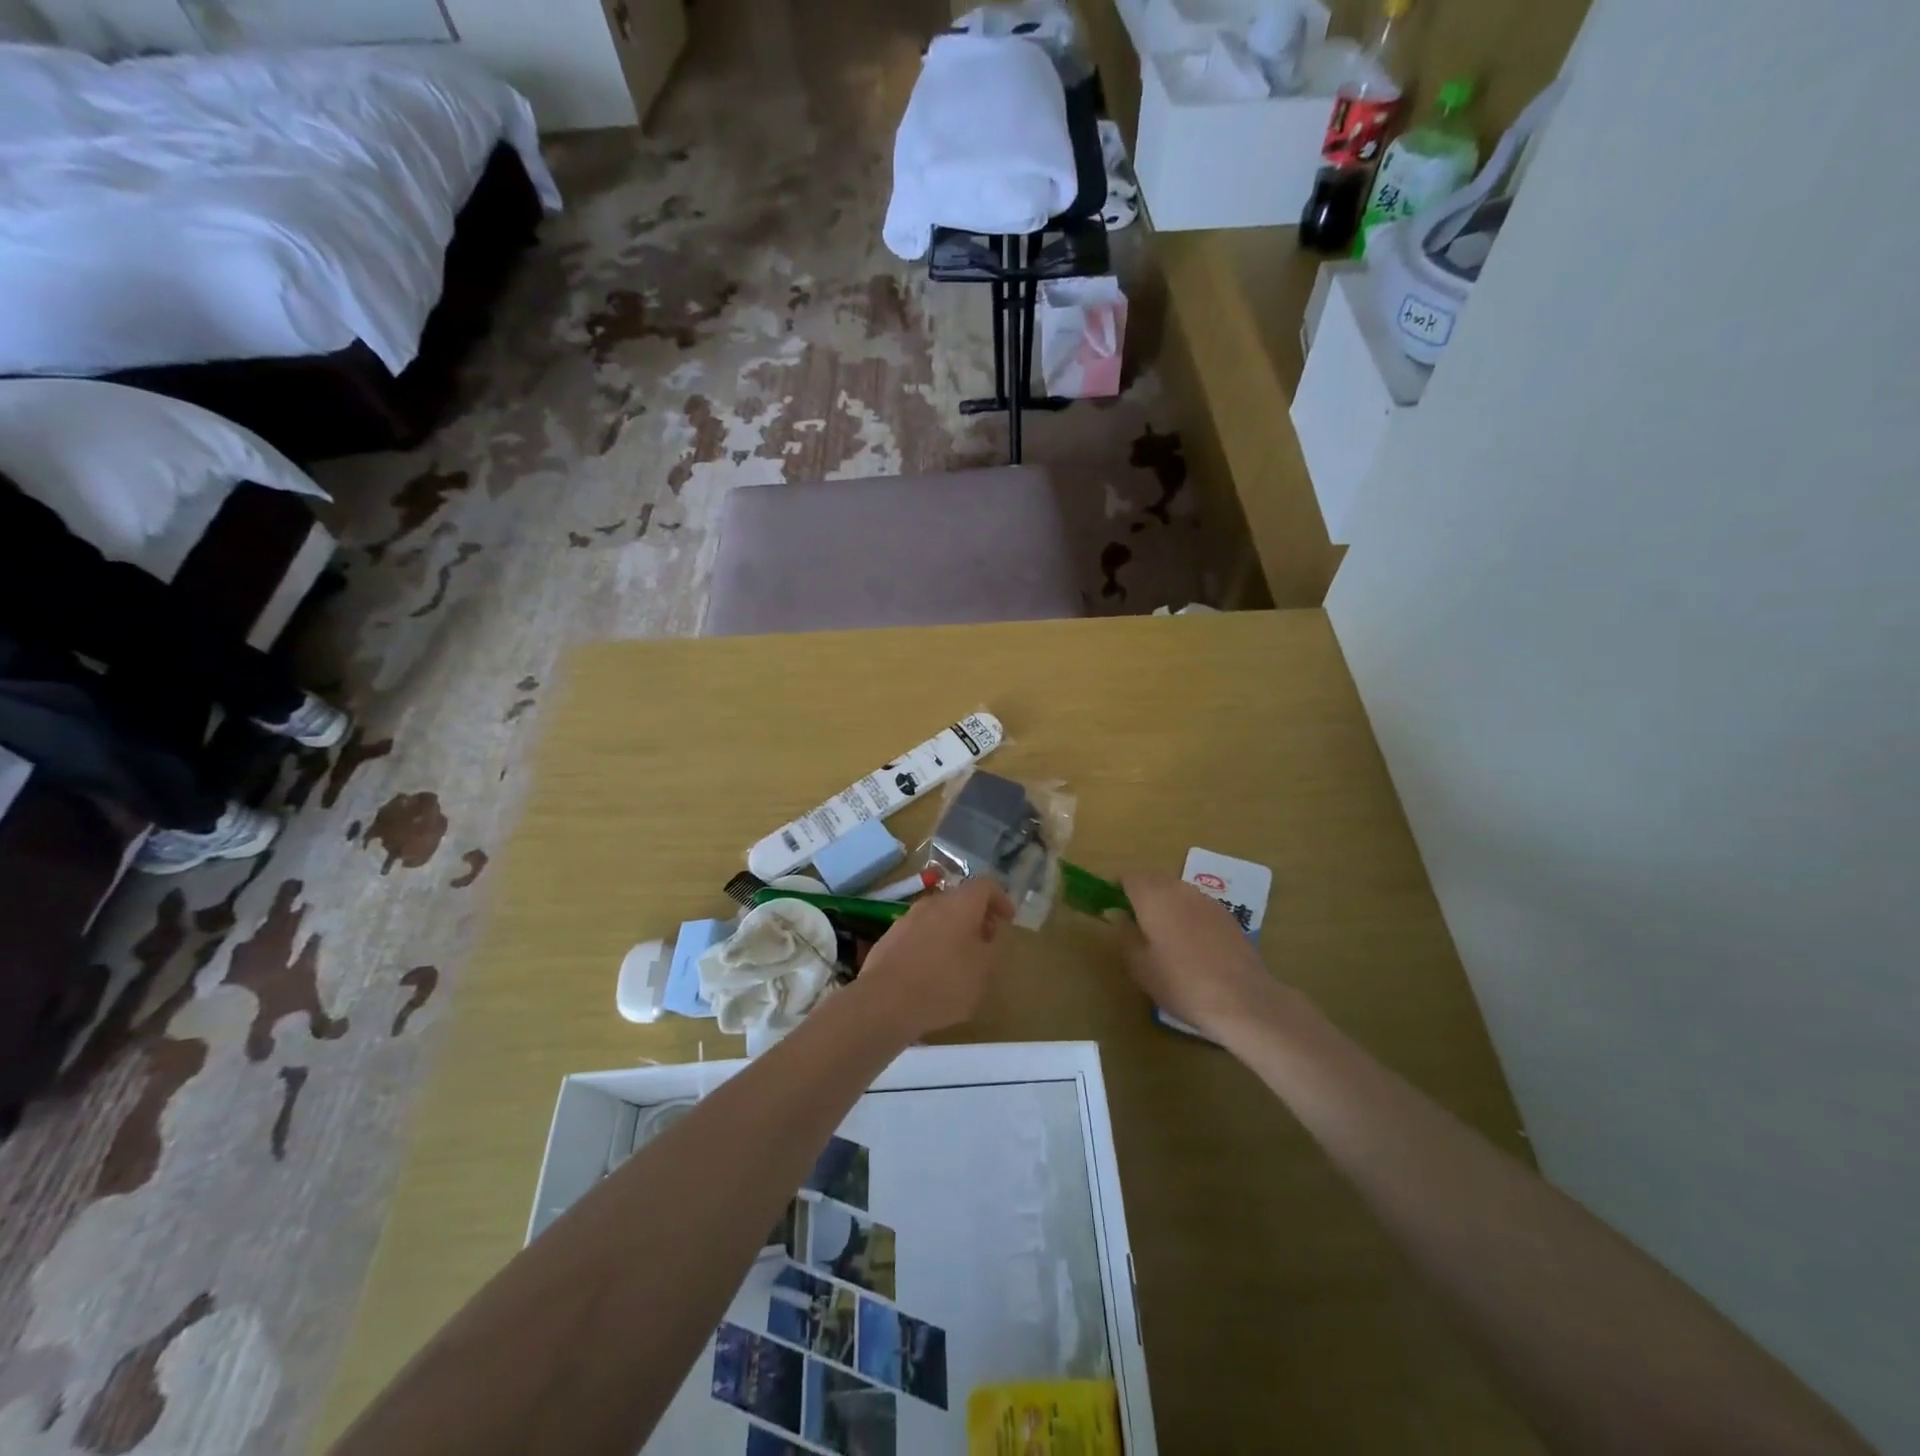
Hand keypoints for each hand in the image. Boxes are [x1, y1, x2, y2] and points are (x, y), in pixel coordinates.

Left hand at [852, 877, 1013, 1040]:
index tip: (1008, 919)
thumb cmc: (944, 983)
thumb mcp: (983, 971)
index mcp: (961, 904)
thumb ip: (991, 948)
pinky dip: (930, 944)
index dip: (1001, 899)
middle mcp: (933, 903)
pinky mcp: (889, 937)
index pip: (986, 885)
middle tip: (986, 941)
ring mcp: (907, 918)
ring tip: (960, 959)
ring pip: (937, 916)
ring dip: (952, 930)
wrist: (885, 1001)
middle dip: (976, 917)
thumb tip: (988, 935)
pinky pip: (918, 933)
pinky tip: (931, 971)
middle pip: (960, 900)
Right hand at [1113, 873, 1278, 1040]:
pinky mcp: (1227, 915)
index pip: (1128, 876)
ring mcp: (1206, 900)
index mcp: (1153, 896)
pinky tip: (1192, 944)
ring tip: (1164, 936)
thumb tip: (1117, 915)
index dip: (1117, 889)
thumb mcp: (1140, 966)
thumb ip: (1124, 934)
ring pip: (1177, 891)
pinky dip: (1187, 915)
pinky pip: (1196, 905)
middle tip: (1135, 924)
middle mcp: (1179, 889)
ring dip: (1165, 903)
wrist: (1242, 999)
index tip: (1113, 909)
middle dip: (1141, 894)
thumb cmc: (1181, 983)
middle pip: (1153, 879)